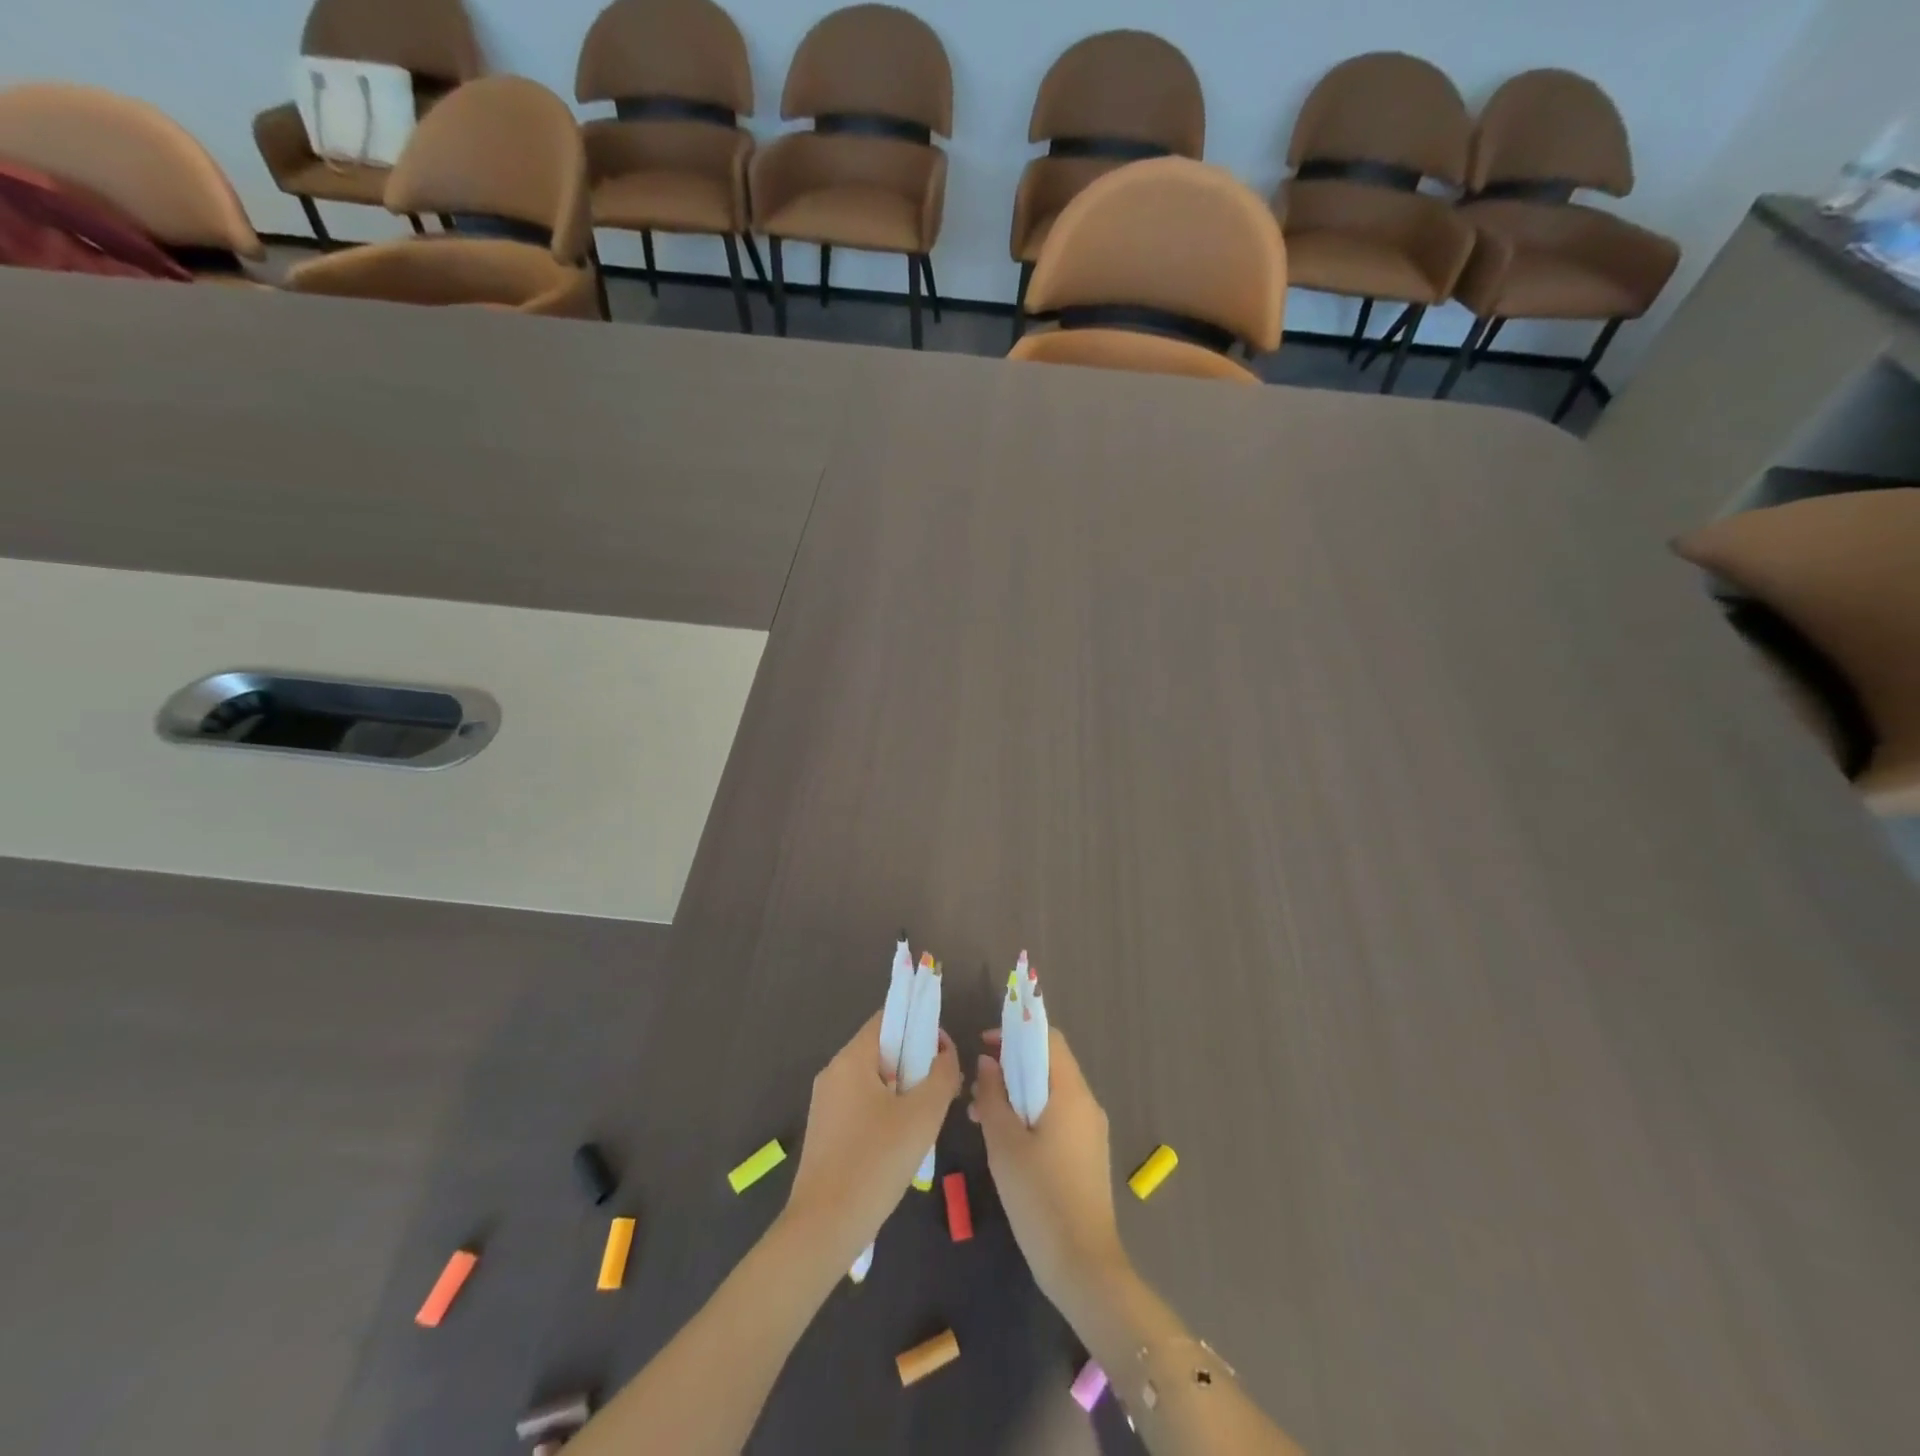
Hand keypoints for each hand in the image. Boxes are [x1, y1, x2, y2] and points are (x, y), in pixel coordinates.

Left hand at [783, 1010, 961, 1266]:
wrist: (823, 1229)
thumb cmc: (875, 1163)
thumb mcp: (922, 1115)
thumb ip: (941, 1075)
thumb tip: (945, 1053)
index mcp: (851, 1059)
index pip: (888, 1018)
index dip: (921, 1025)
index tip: (945, 1054)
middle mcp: (834, 1073)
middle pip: (883, 1049)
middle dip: (916, 1062)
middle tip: (943, 1090)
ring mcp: (826, 1103)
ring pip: (875, 1079)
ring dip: (904, 1089)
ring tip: (927, 1119)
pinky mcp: (826, 1131)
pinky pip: (863, 1104)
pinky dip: (887, 1110)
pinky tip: (903, 1142)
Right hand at [969, 1026, 1127, 1301]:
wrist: (1083, 1267)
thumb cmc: (1040, 1199)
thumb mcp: (1004, 1144)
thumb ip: (992, 1095)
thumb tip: (987, 1061)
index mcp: (1071, 1093)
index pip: (1048, 1038)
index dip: (1016, 1032)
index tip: (984, 1043)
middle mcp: (1086, 1104)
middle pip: (1049, 1064)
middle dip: (1010, 1066)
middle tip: (975, 1086)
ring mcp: (1090, 1130)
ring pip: (1050, 1093)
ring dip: (1016, 1093)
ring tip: (979, 1115)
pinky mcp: (1086, 1154)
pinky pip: (1056, 1117)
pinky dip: (1029, 1115)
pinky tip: (1002, 1139)